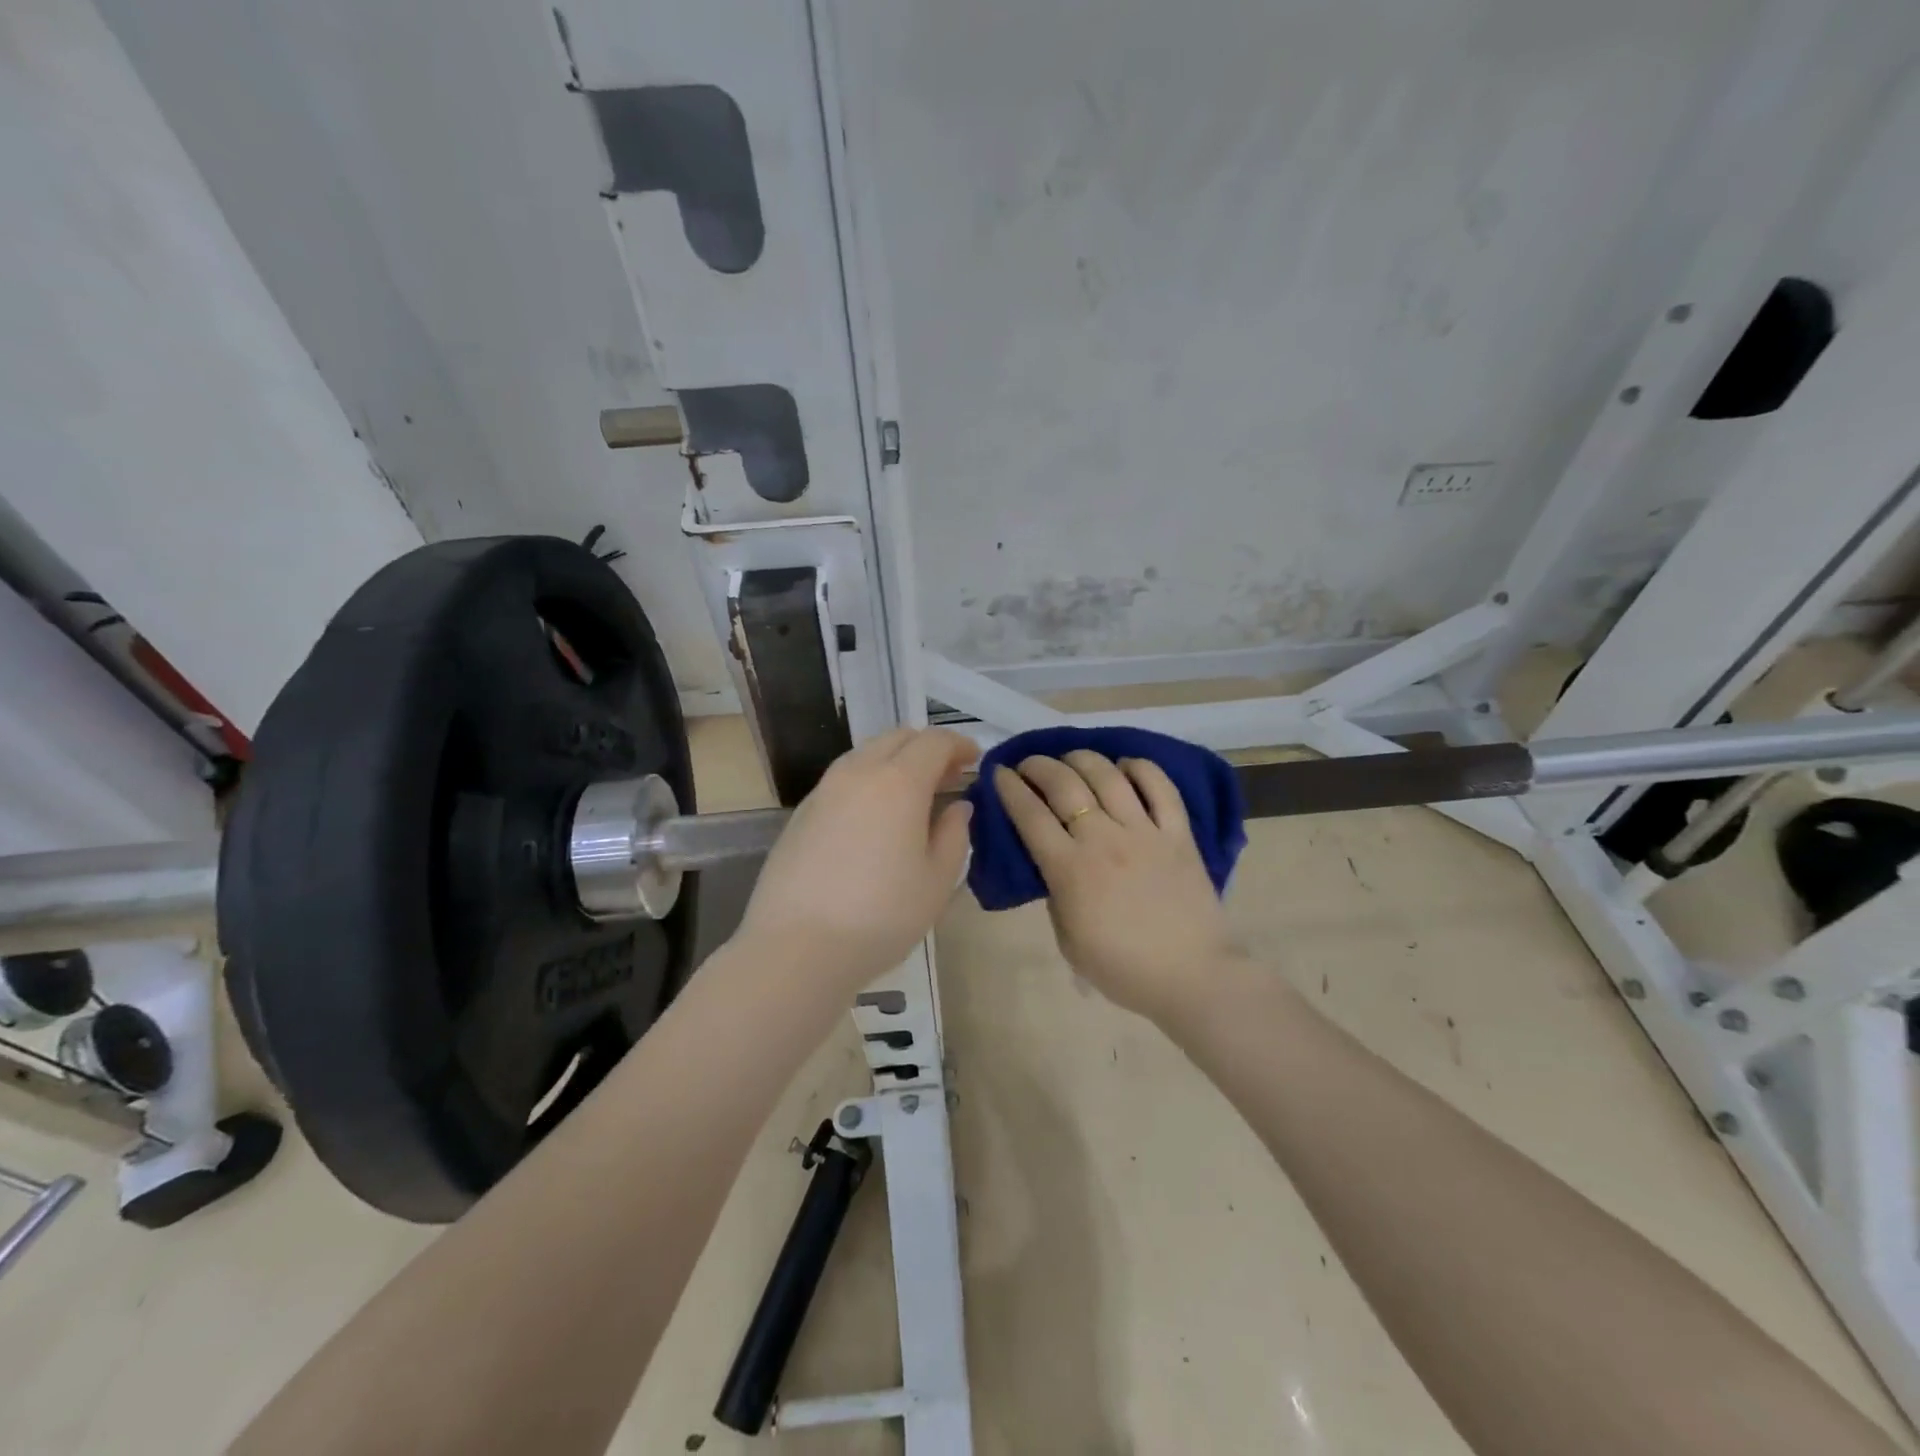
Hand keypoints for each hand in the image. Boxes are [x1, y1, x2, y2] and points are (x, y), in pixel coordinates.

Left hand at [734, 727, 978, 995]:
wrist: (796, 947)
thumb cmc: (881, 916)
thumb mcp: (937, 881)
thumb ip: (954, 835)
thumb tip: (958, 807)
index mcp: (898, 782)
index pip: (934, 742)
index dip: (960, 745)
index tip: (975, 761)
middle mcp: (858, 773)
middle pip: (897, 738)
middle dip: (927, 748)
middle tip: (948, 777)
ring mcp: (823, 791)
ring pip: (866, 755)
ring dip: (895, 762)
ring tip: (912, 796)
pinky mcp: (801, 814)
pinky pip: (843, 780)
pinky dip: (868, 782)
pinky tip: (874, 819)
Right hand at [993, 751, 1238, 1022]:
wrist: (1192, 977)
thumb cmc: (1123, 968)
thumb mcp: (1068, 939)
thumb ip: (1056, 894)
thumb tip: (1056, 863)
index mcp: (1070, 870)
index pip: (1030, 815)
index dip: (1010, 788)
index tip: (999, 773)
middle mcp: (1103, 839)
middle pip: (1064, 785)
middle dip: (1039, 766)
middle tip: (1029, 764)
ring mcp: (1144, 832)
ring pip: (1108, 776)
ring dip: (1083, 759)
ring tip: (1071, 759)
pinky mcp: (1179, 833)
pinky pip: (1160, 787)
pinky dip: (1140, 767)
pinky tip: (1126, 765)